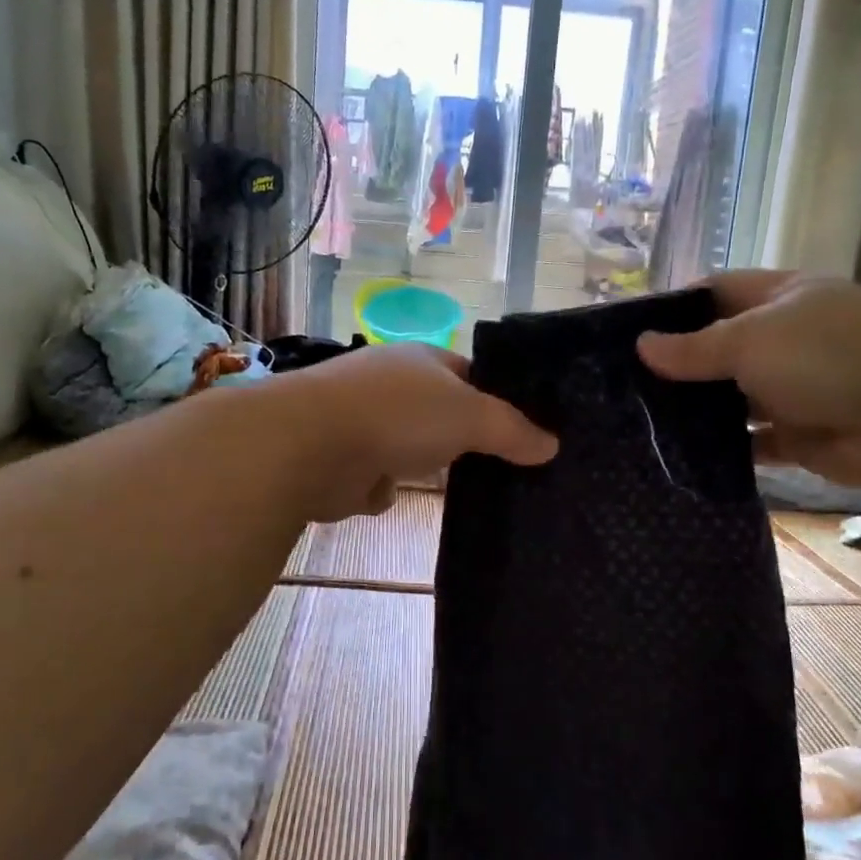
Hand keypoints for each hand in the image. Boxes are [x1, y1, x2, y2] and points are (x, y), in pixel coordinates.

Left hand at [272, 343, 556, 520]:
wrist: (308, 447)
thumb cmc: (397, 414)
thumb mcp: (470, 415)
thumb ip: (512, 430)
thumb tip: (552, 445)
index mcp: (422, 360)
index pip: (472, 375)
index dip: (499, 399)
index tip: (528, 432)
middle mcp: (392, 386)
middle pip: (442, 414)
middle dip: (465, 439)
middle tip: (509, 468)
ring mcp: (364, 423)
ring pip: (411, 449)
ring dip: (425, 466)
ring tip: (469, 492)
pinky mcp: (343, 462)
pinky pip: (380, 480)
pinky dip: (387, 490)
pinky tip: (401, 499)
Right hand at [637, 271, 860, 490]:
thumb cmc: (828, 359)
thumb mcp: (751, 341)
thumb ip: (694, 348)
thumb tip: (641, 345)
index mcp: (783, 297)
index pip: (717, 290)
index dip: (675, 307)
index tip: (630, 334)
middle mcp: (789, 337)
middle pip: (722, 345)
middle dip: (680, 364)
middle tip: (625, 385)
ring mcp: (797, 387)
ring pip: (734, 395)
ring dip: (699, 408)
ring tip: (642, 421)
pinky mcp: (802, 434)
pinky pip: (753, 439)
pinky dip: (725, 446)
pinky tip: (683, 455)